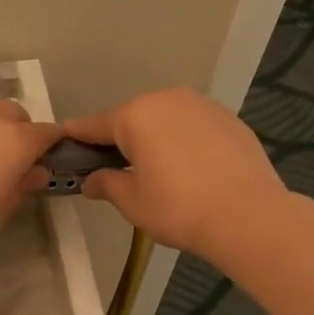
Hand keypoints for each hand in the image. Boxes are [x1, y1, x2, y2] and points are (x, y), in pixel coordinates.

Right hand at [62, 88, 290, 264]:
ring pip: (165, 118)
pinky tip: (191, 168)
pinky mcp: (229, 118)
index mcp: (135, 116)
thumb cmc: (178, 208)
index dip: (77, 137)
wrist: (249, 215)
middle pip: (132, 118)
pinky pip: (193, 126)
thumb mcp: (132, 202)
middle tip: (117, 168)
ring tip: (158, 169)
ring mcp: (201, 105)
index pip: (94, 124)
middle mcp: (166, 99)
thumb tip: (91, 180)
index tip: (64, 143)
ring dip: (155, 137)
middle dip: (121, 139)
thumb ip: (106, 184)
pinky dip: (184, 140)